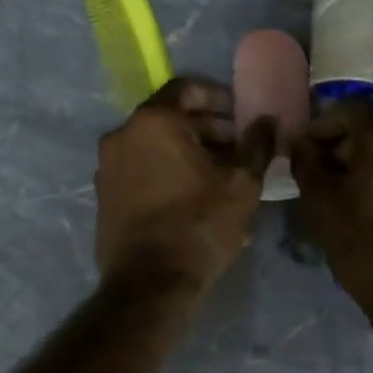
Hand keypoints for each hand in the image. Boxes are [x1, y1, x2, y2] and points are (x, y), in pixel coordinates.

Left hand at [96, 77, 276, 293]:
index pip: (186, 88)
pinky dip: (165, 171)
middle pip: (169, 118)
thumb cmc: (198, 226)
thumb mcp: (241, 185)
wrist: (148, 283)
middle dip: (205, 128)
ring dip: (186, 152)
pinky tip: (192, 196)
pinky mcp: (104, 195)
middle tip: (237, 149)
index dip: (218, 98)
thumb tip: (268, 121)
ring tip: (219, 176)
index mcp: (152, 122)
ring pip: (153, 146)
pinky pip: (140, 170)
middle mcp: (121, 135)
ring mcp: (107, 166)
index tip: (240, 118)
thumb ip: (257, 146)